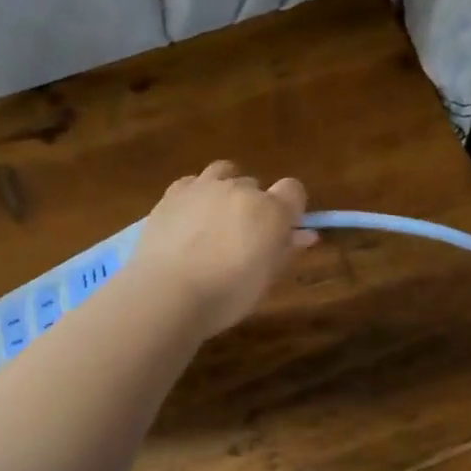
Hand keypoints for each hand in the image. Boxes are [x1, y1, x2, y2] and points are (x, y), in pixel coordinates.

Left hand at [132, 161, 317, 336]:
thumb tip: (304, 235)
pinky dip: (197, 194)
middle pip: (256, 187)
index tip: (282, 231)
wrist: (166, 293)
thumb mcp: (265, 280)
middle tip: (243, 239)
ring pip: (225, 173)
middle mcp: (240, 189)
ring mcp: (204, 186)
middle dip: (255, 207)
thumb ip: (285, 250)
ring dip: (226, 191)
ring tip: (216, 221)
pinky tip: (189, 219)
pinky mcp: (173, 192)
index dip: (291, 209)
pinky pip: (193, 182)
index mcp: (271, 210)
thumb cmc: (226, 296)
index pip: (294, 190)